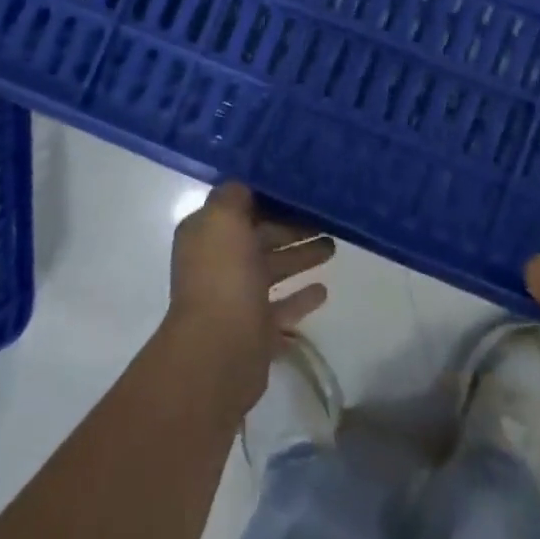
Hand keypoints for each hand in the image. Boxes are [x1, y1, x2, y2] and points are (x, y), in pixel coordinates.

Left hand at [164, 182, 334, 408]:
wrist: (220, 351)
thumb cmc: (223, 276)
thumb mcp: (223, 219)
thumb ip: (233, 196)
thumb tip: (244, 187)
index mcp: (206, 235)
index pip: (238, 208)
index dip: (267, 197)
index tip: (300, 188)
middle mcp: (219, 263)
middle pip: (260, 237)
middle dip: (291, 227)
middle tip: (326, 218)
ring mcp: (237, 298)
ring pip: (274, 269)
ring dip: (301, 257)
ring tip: (333, 247)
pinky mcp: (257, 329)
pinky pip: (283, 307)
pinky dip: (301, 297)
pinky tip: (324, 290)